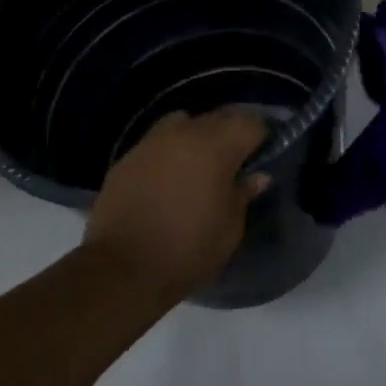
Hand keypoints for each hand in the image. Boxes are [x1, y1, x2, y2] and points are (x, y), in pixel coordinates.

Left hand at [84, 108, 270, 301]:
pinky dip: (170, 150)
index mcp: (215, 147)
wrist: (122, 267)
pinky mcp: (128, 156)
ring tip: (200, 165)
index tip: (264, 155)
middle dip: (231, 133)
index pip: (249, 123)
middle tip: (237, 161)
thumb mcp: (229, 230)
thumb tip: (257, 175)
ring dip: (197, 136)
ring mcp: (151, 141)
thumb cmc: (187, 250)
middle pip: (217, 117)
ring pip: (184, 122)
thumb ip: (243, 194)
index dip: (261, 136)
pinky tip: (170, 177)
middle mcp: (183, 133)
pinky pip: (158, 141)